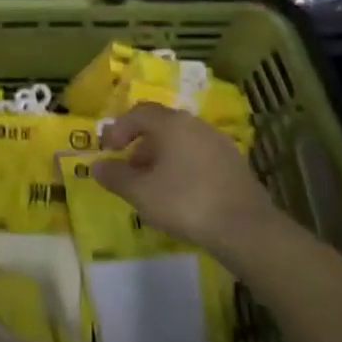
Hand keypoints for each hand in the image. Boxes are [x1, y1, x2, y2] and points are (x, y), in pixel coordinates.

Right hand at [97, 103, 277, 251]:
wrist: (245, 229)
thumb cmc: (185, 202)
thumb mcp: (140, 192)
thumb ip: (115, 176)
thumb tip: (96, 166)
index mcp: (172, 124)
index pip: (139, 113)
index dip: (119, 128)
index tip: (108, 149)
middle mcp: (196, 125)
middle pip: (162, 126)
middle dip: (140, 145)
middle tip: (129, 169)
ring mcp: (220, 144)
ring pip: (182, 143)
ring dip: (162, 158)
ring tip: (153, 186)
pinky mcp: (235, 166)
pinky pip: (200, 158)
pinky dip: (183, 168)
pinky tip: (180, 195)